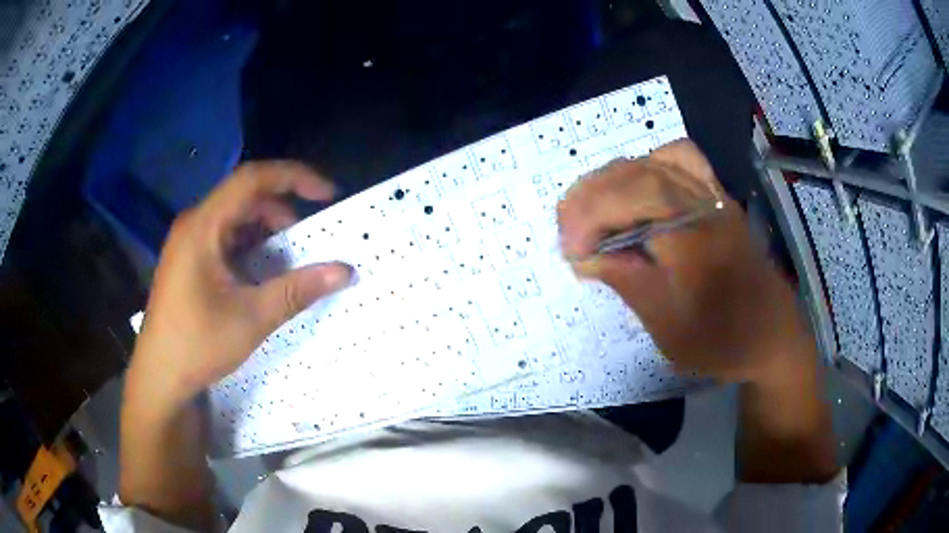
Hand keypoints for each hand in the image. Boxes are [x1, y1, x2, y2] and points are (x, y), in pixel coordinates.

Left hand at [129, 161, 352, 409]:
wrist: (159, 375)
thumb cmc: (198, 345)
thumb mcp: (252, 318)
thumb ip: (297, 290)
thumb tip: (344, 271)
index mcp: (203, 226)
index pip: (252, 179)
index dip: (294, 177)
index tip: (327, 195)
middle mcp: (194, 223)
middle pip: (244, 197)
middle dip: (281, 212)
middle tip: (305, 241)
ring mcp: (188, 240)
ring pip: (234, 217)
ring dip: (265, 231)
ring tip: (284, 262)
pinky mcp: (188, 258)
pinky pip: (224, 236)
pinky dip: (249, 246)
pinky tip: (258, 274)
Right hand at [558, 140, 808, 384]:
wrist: (770, 335)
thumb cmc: (721, 341)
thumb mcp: (669, 327)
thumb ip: (628, 281)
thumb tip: (584, 256)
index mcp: (696, 239)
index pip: (632, 198)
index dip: (589, 215)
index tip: (568, 251)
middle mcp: (706, 204)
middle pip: (638, 172)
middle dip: (591, 196)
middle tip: (568, 233)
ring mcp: (715, 194)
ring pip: (654, 160)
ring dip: (613, 179)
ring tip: (592, 210)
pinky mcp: (718, 195)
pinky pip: (680, 159)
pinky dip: (647, 167)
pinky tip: (635, 191)